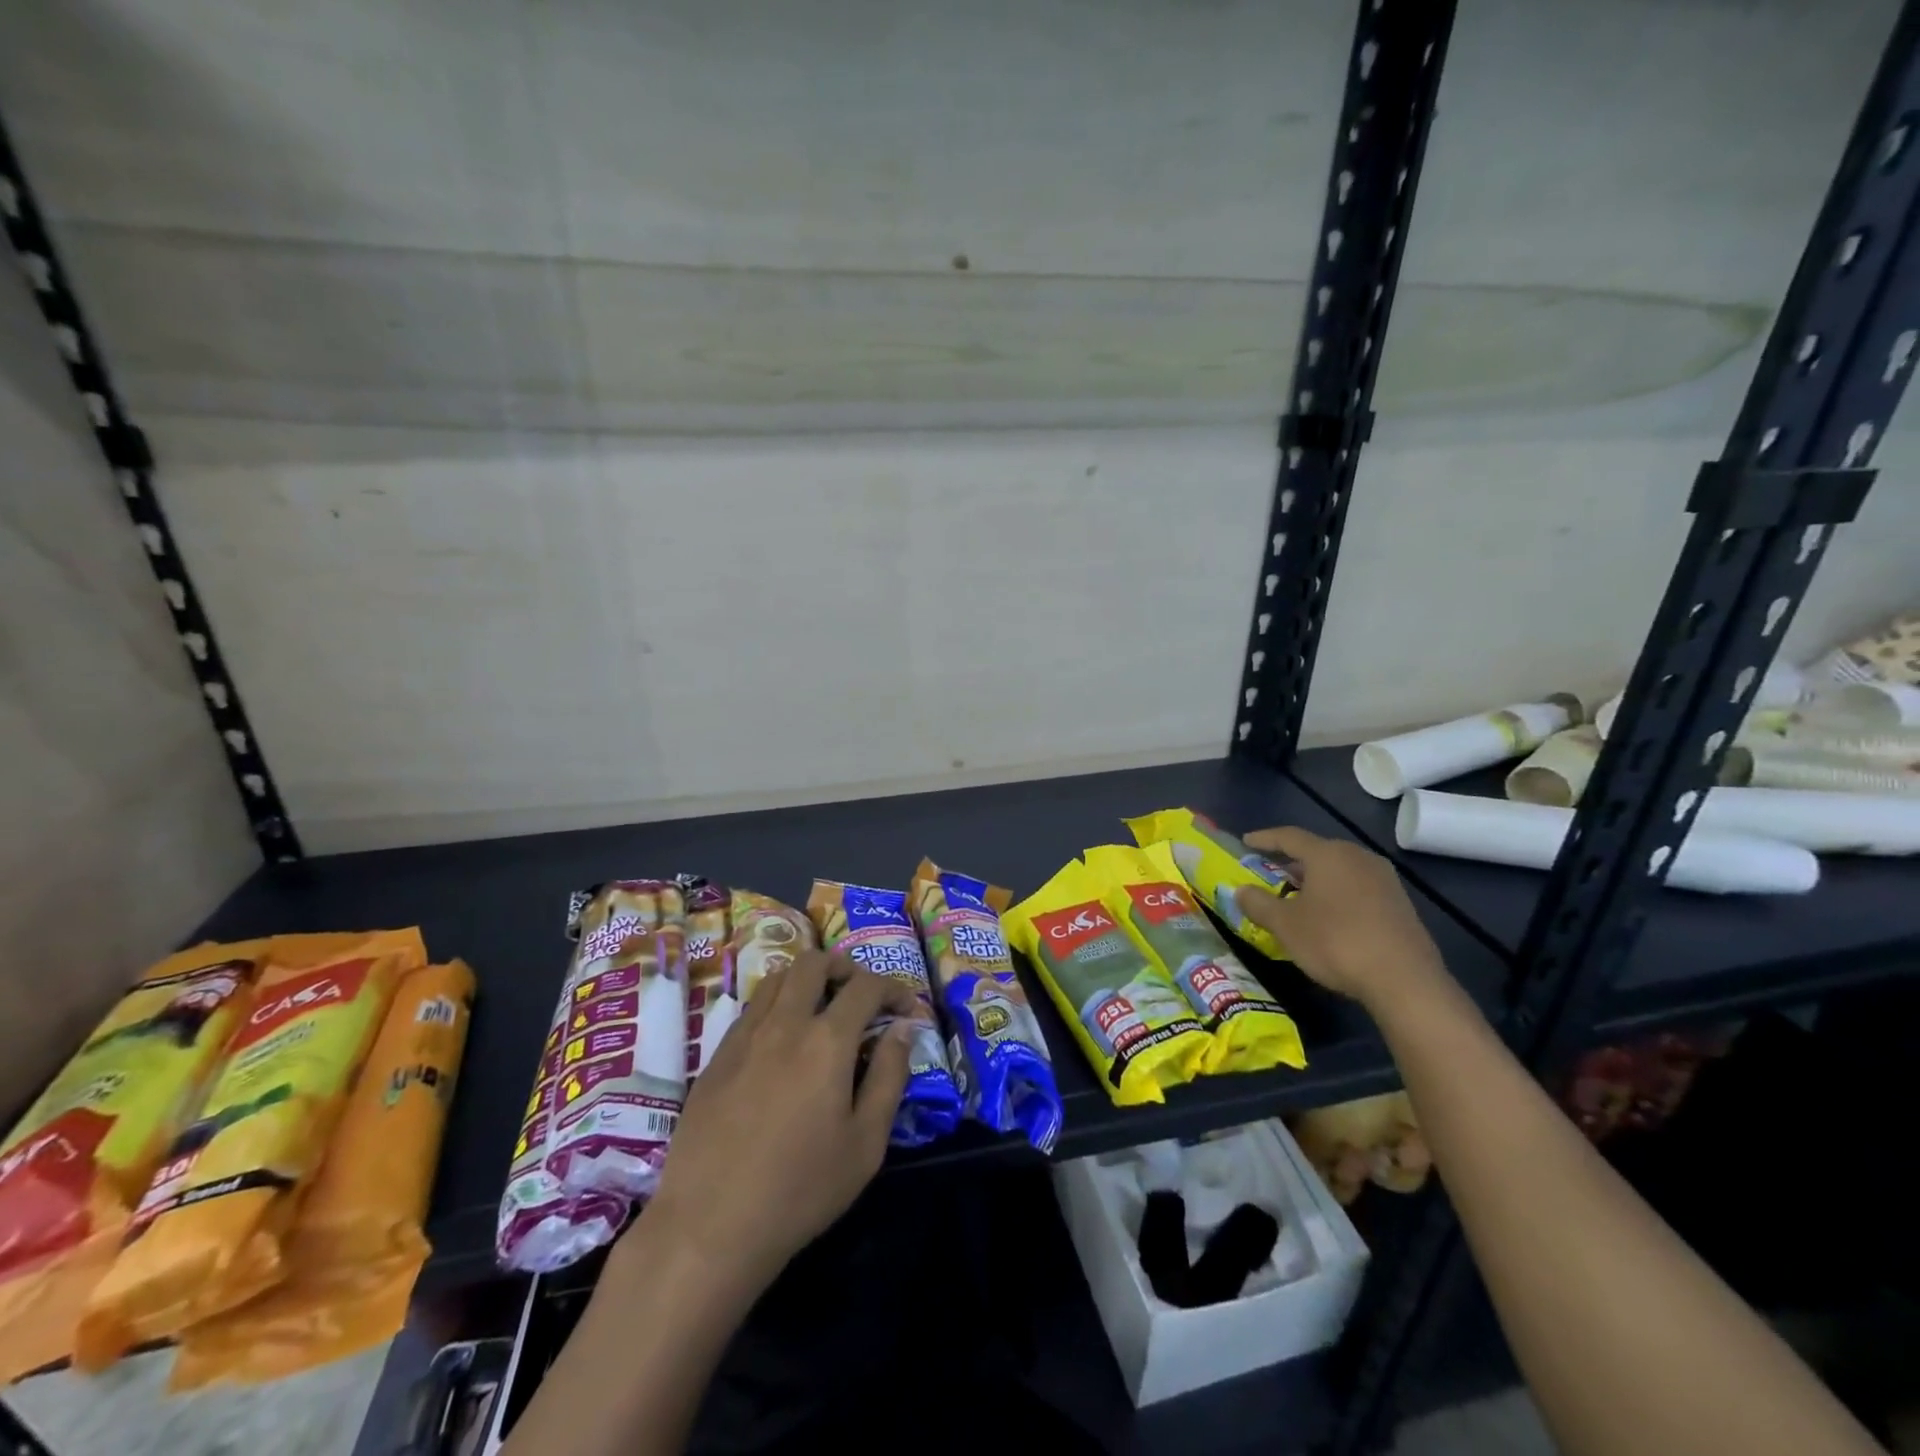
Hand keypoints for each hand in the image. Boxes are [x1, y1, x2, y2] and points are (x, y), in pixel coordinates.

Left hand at [636, 951, 913, 1299]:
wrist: (709, 1227)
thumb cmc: (800, 1190)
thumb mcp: (866, 1143)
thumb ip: (889, 1077)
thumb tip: (903, 1030)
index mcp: (827, 1041)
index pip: (866, 986)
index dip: (893, 988)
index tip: (906, 1009)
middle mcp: (785, 1023)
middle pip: (814, 963)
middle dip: (845, 968)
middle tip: (860, 996)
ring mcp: (745, 1036)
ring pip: (778, 978)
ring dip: (807, 980)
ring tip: (822, 1008)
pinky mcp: (716, 1057)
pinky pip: (752, 1008)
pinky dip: (777, 1005)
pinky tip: (783, 1041)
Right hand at [1233, 825, 1445, 1009]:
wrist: (1404, 980)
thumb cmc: (1335, 942)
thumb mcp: (1285, 925)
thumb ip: (1258, 903)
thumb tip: (1240, 891)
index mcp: (1328, 854)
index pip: (1289, 837)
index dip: (1264, 839)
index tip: (1246, 842)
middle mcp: (1358, 857)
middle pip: (1317, 852)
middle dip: (1291, 863)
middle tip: (1270, 875)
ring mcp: (1384, 880)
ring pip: (1339, 871)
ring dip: (1315, 881)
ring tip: (1297, 899)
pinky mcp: (1400, 904)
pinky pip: (1358, 889)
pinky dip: (1337, 895)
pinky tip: (1329, 918)